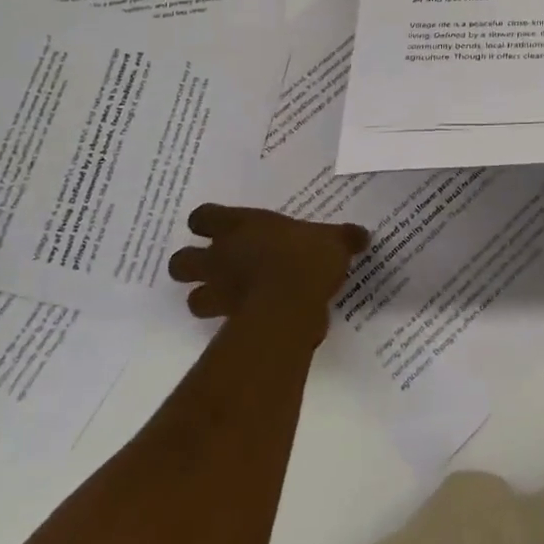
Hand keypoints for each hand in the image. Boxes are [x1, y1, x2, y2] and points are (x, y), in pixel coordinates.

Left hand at [168, 205, 368, 343]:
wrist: (291, 304)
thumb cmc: (306, 257)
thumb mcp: (333, 240)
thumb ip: (343, 237)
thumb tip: (362, 234)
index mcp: (239, 226)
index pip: (202, 217)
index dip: (206, 222)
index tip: (219, 228)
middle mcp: (220, 257)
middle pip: (181, 262)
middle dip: (191, 266)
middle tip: (216, 268)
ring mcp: (219, 292)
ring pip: (192, 299)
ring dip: (206, 299)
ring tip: (228, 301)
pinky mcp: (228, 325)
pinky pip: (220, 326)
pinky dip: (230, 326)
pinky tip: (250, 325)